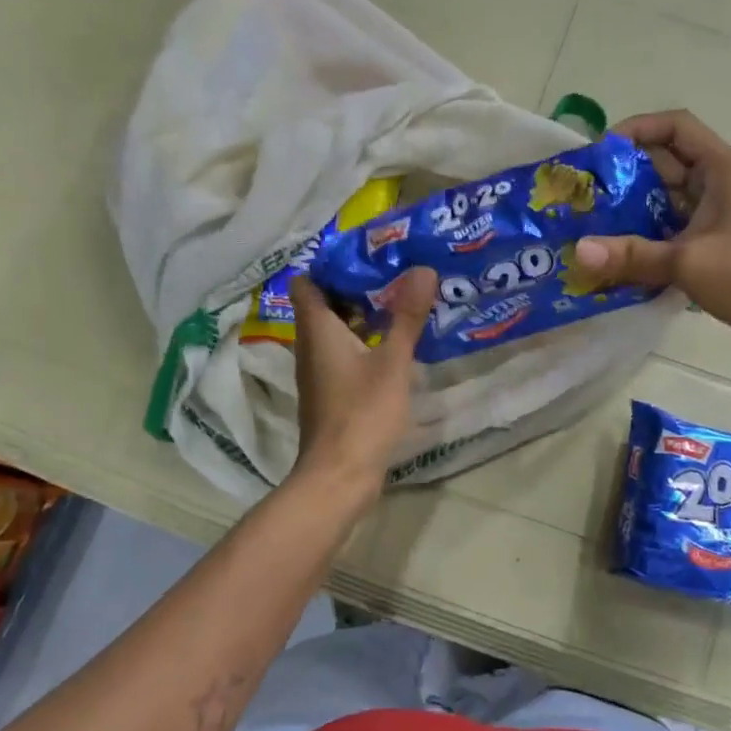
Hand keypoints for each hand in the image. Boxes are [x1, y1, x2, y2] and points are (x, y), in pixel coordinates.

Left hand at [288, 267, 434, 498]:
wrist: (339, 476)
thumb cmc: (362, 414)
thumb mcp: (392, 363)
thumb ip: (407, 317)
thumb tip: (423, 269)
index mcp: (317, 331)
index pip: (307, 282)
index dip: (331, 265)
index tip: (367, 255)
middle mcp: (311, 347)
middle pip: (324, 305)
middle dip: (356, 287)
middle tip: (395, 273)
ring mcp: (319, 373)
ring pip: (335, 331)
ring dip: (362, 316)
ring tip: (401, 302)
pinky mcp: (332, 394)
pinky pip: (344, 355)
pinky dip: (364, 343)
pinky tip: (395, 346)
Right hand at [575, 110, 730, 339]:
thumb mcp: (687, 262)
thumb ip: (631, 255)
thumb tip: (578, 252)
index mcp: (722, 168)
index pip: (675, 126)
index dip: (637, 129)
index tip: (601, 154)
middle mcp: (721, 181)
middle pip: (667, 161)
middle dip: (626, 174)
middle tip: (588, 195)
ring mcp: (720, 212)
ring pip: (669, 196)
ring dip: (635, 206)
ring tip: (595, 222)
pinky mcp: (718, 240)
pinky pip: (676, 224)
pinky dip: (649, 232)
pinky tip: (621, 250)